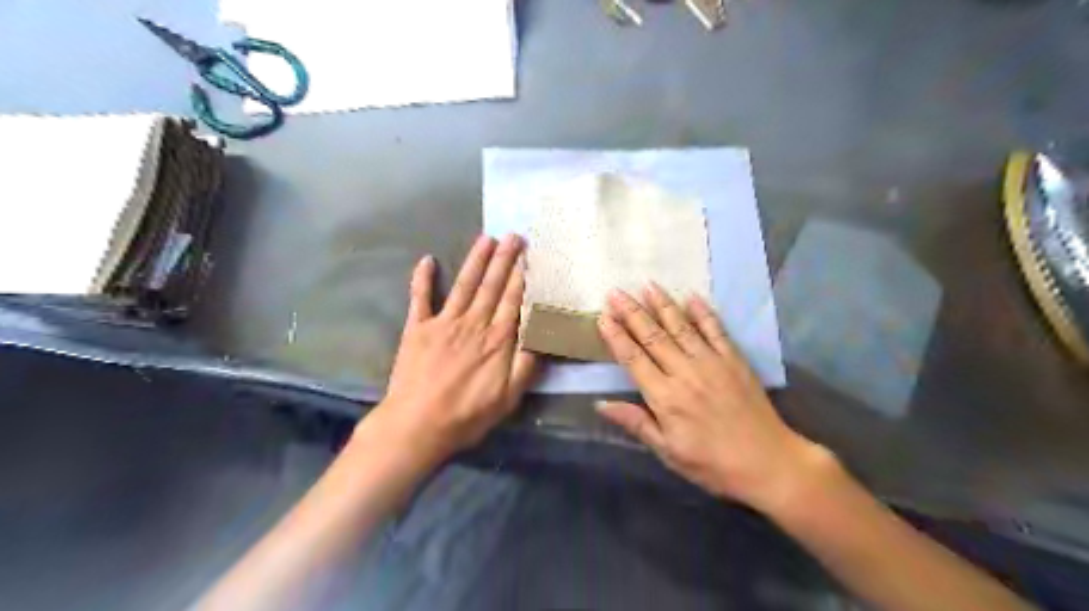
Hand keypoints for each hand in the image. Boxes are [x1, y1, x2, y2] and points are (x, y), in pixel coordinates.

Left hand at [363, 237, 535, 464]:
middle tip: (514, 236)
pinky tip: (427, 259)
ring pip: (464, 285)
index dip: (521, 276)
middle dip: (504, 259)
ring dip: (476, 260)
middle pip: (492, 285)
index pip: (513, 300)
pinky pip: (420, 298)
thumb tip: (541, 336)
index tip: (529, 255)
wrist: (418, 425)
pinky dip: (423, 279)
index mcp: (498, 340)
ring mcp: (444, 322)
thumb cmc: (467, 415)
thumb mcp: (509, 398)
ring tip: (487, 238)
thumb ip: (526, 365)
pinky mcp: (418, 328)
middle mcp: (474, 323)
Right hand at [596, 283, 825, 512]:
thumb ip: (636, 423)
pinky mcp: (734, 360)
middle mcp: (685, 372)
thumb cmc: (712, 463)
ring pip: (681, 327)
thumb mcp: (668, 452)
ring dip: (663, 304)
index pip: (633, 359)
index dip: (616, 336)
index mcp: (665, 397)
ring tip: (647, 285)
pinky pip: (716, 330)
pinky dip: (703, 312)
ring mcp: (711, 362)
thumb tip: (600, 404)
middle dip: (632, 312)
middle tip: (616, 292)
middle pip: (653, 336)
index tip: (603, 316)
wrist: (768, 463)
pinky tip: (692, 296)